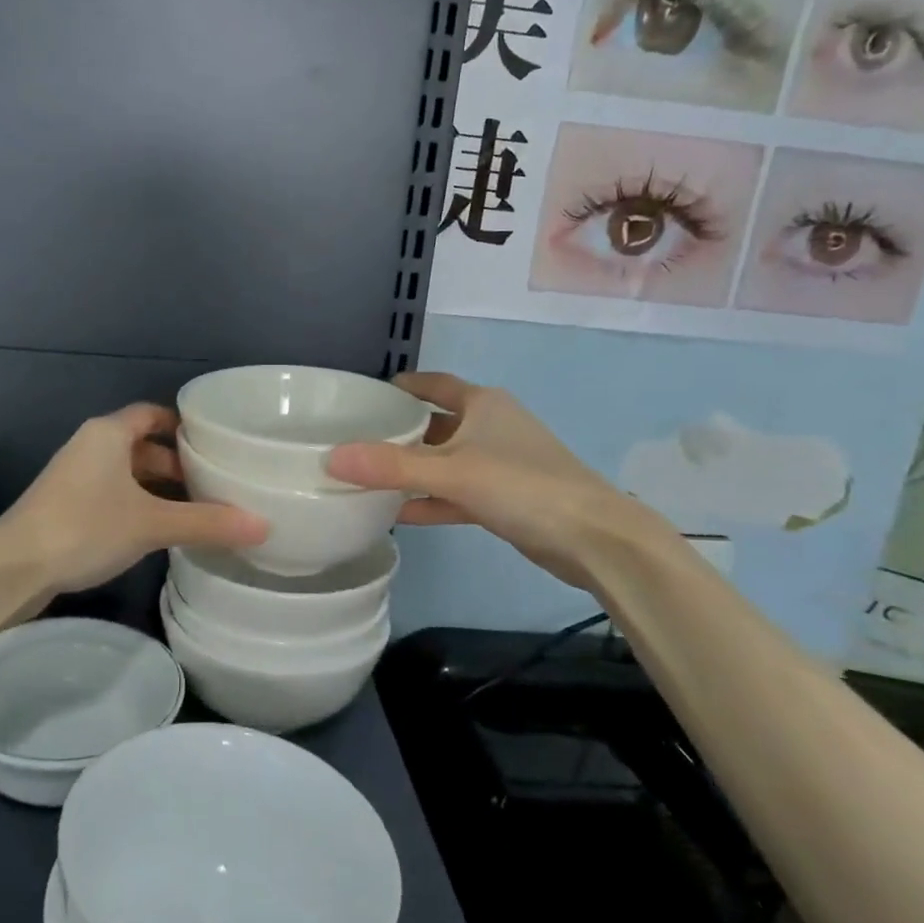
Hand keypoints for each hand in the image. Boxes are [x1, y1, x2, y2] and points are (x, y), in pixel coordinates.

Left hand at [0, 403, 266, 596]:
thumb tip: (264, 525)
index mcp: (109, 433)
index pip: (152, 414)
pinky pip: (111, 493)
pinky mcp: (65, 504)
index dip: (182, 426)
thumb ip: (207, 523)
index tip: (213, 444)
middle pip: (141, 444)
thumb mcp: (151, 524)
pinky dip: (136, 503)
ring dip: (156, 487)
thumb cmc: (85, 527)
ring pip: (126, 472)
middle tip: (212, 484)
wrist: (13, 566)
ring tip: (193, 510)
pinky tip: (156, 530)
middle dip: (175, 464)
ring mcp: (74, 475)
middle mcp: (90, 445)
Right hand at [324, 373, 675, 591]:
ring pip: (444, 461)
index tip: (365, 395)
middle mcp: (491, 427)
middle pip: (435, 423)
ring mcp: (499, 464)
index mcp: (483, 404)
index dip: (401, 386)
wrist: (593, 538)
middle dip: (399, 432)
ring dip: (412, 470)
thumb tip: (330, 458)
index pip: (433, 384)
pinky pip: (456, 492)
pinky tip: (398, 513)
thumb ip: (390, 467)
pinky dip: (430, 500)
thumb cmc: (522, 485)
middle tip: (354, 440)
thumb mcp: (451, 472)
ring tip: (367, 477)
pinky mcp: (504, 499)